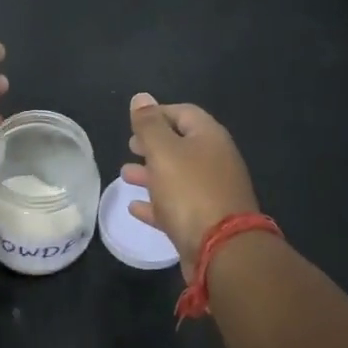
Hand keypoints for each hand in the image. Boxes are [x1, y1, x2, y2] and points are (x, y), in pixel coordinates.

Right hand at [123, 93, 258, 274]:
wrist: (222, 250)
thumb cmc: (190, 191)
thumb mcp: (164, 151)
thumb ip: (149, 125)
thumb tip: (141, 98)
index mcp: (209, 137)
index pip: (183, 112)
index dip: (157, 113)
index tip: (133, 121)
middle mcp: (215, 161)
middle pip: (181, 144)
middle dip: (153, 144)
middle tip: (130, 146)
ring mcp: (212, 192)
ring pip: (177, 176)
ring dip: (150, 173)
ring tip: (125, 175)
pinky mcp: (205, 221)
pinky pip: (176, 206)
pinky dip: (156, 203)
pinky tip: (135, 208)